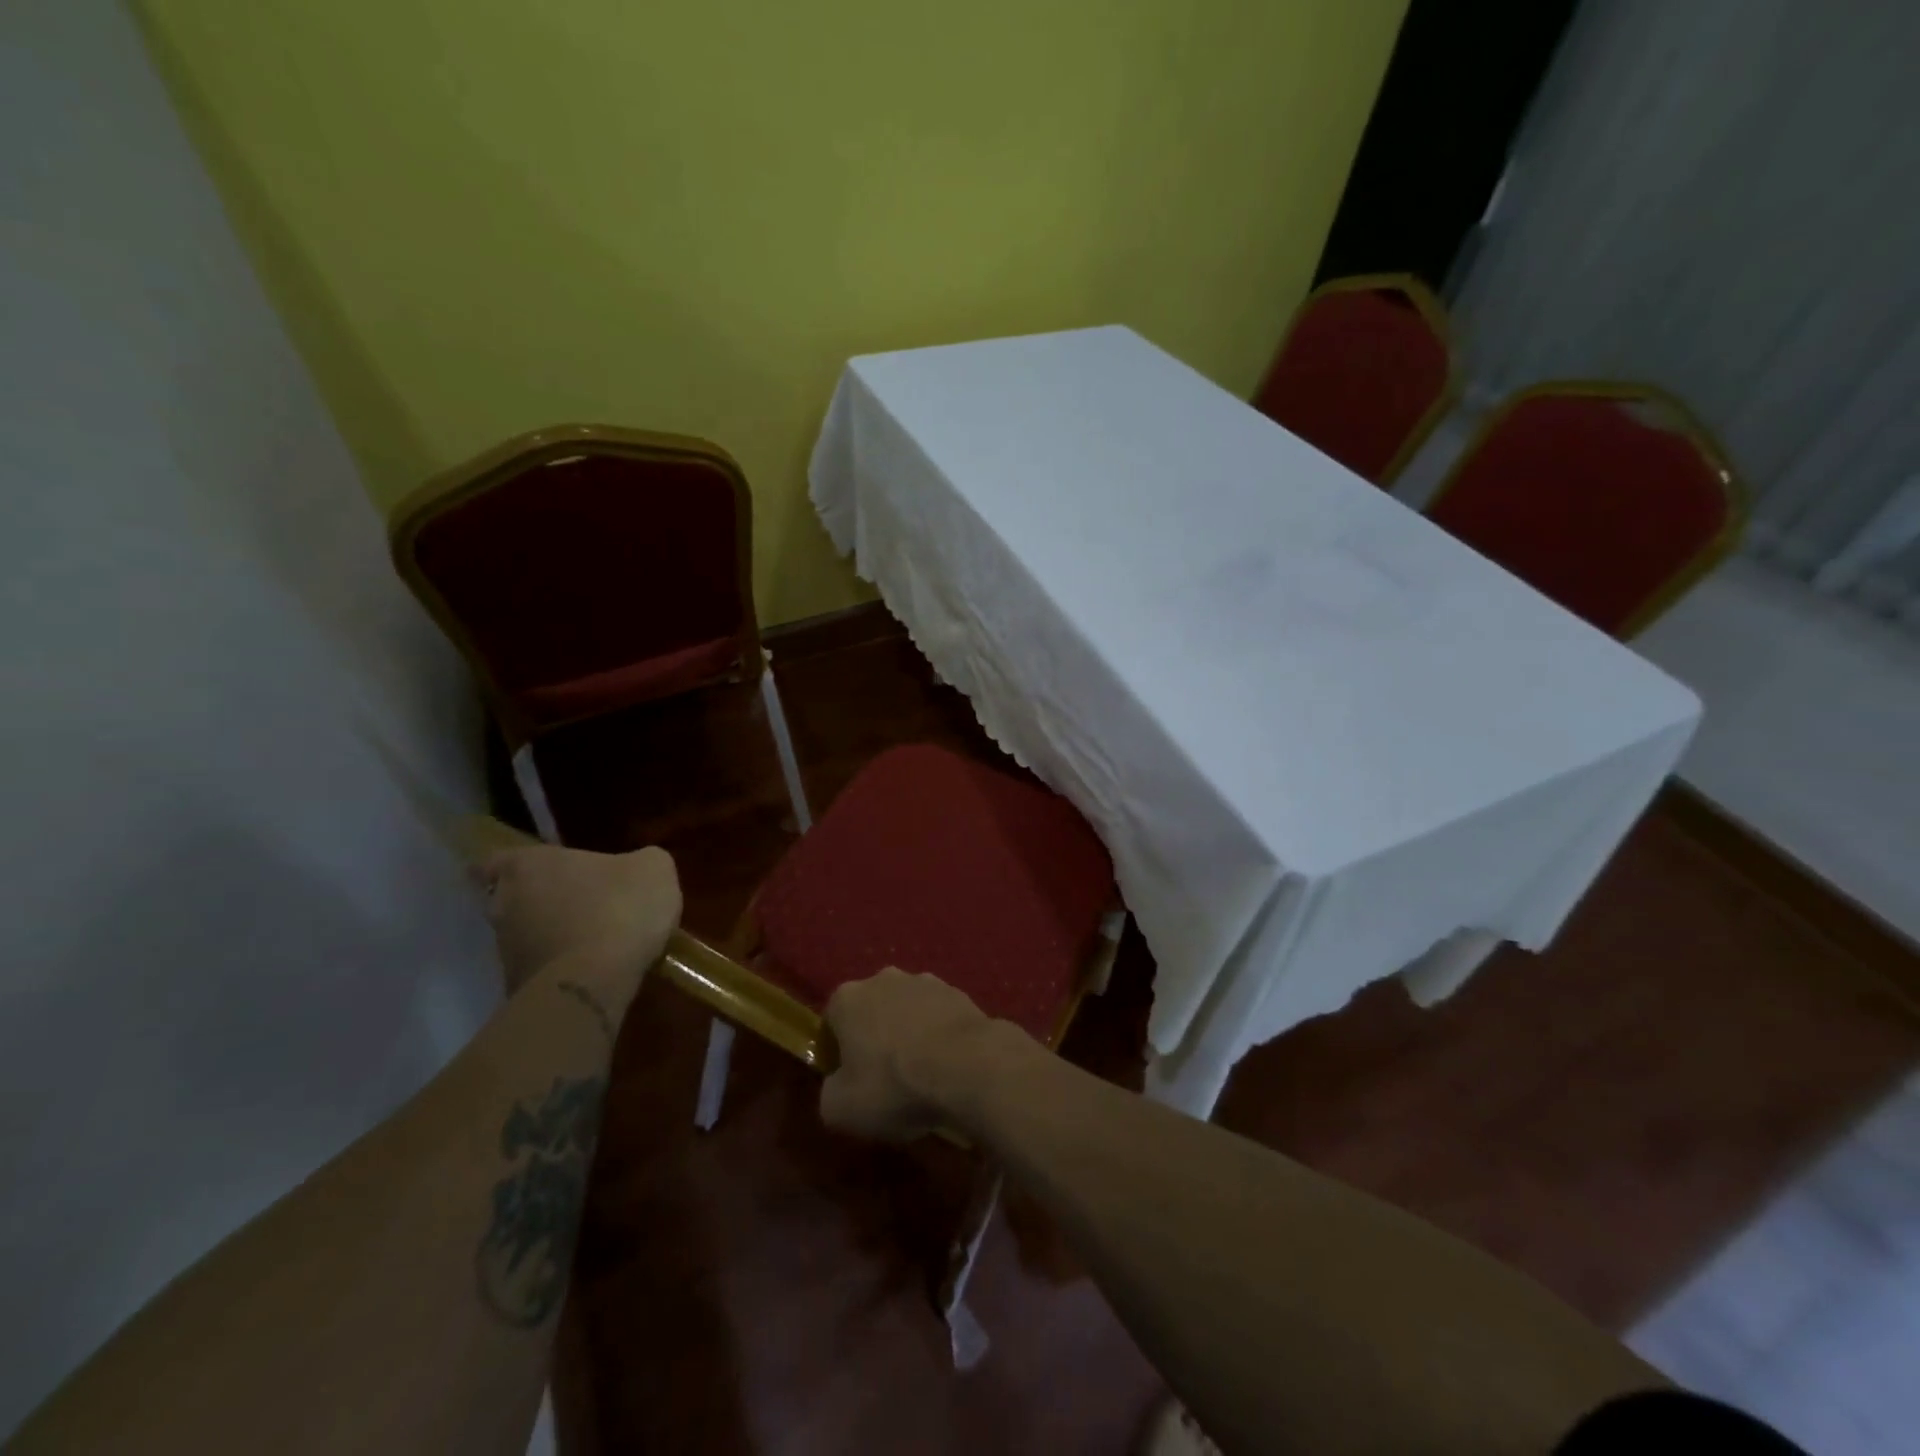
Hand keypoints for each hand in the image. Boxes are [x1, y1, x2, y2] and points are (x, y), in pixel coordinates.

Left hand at [476, 844, 680, 993]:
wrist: (594, 982)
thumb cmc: (619, 907)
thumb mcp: (652, 869)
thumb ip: (638, 861)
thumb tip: (636, 869)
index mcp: (528, 866)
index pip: (492, 862)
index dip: (508, 866)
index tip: (526, 872)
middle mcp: (505, 905)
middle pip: (510, 899)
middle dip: (537, 901)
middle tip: (572, 903)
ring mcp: (506, 951)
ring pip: (524, 936)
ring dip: (550, 936)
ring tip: (591, 942)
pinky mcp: (517, 988)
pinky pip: (540, 970)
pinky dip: (560, 967)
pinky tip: (593, 970)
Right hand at [820, 968, 1015, 1141]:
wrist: (967, 1066)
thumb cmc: (894, 1084)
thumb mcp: (841, 1109)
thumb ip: (829, 1094)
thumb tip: (838, 1087)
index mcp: (848, 998)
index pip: (831, 1022)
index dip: (836, 1053)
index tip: (848, 1081)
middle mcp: (884, 979)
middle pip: (871, 1011)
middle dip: (874, 1038)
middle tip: (883, 1079)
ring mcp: (925, 981)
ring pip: (907, 1011)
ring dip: (908, 1034)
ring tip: (920, 1074)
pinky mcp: (958, 993)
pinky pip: (938, 1017)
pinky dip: (938, 1036)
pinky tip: (947, 1066)